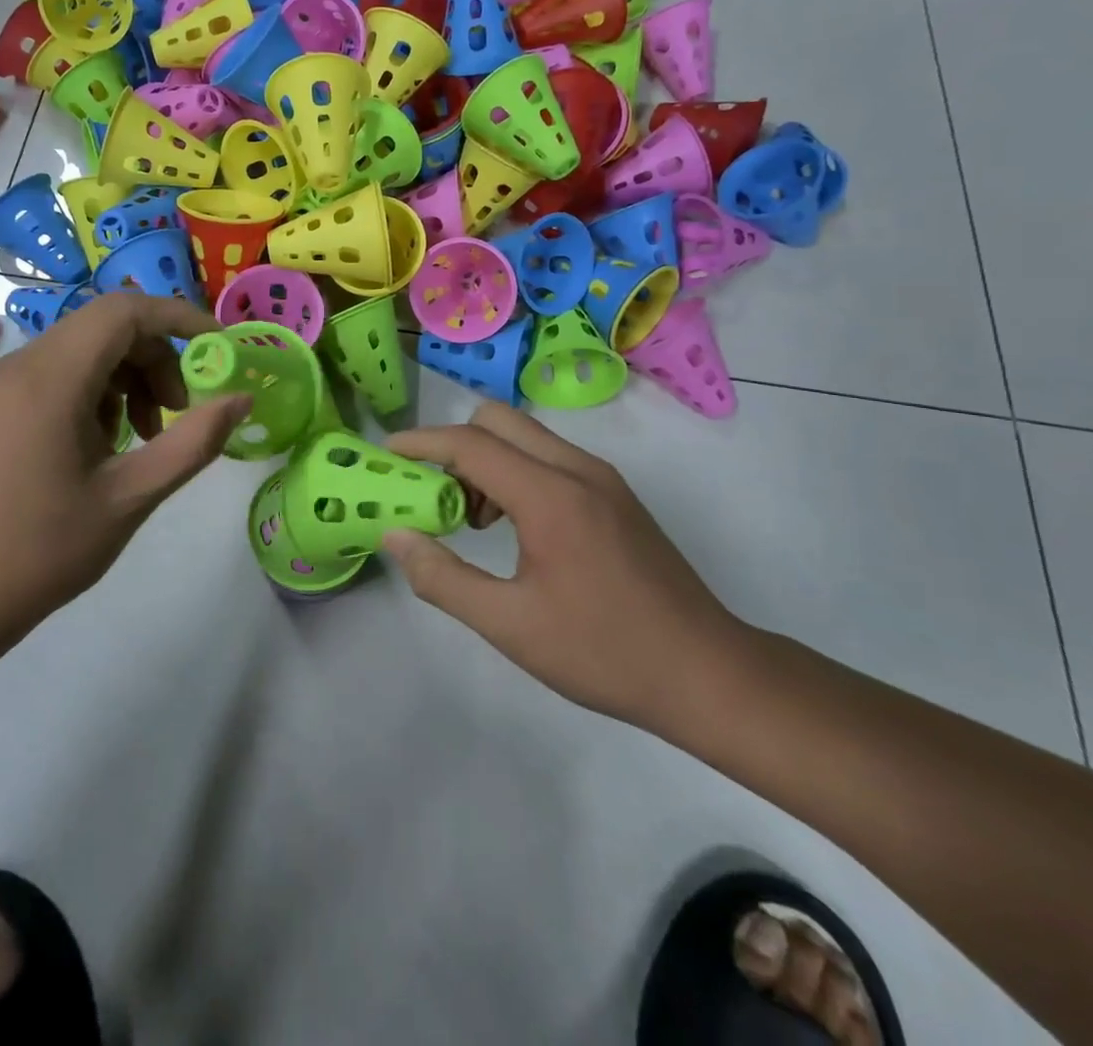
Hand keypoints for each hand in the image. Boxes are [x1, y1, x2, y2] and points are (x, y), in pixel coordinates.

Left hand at [0, 293, 249, 626]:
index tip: (220, 349)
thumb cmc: (48, 549)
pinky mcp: (1, 400)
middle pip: (109, 326)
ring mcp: (5, 380)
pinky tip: (109, 440)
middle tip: (180, 413)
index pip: (125, 311)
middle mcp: (22, 363)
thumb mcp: (133, 496)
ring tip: (146, 435)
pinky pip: (65, 369)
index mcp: (50, 380)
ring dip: (132, 376)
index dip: (180, 318)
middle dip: (158, 358)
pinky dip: (102, 389)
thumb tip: (242, 399)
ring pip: (89, 346)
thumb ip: (194, 442)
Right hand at [385, 402, 748, 732]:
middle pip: (497, 420)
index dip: (420, 443)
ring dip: (487, 460)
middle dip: (454, 446)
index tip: (385, 453)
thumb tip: (396, 536)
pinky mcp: (615, 494)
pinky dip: (517, 472)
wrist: (707, 673)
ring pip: (525, 436)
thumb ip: (443, 578)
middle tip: (436, 496)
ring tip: (475, 523)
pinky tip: (516, 529)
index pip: (469, 444)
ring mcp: (602, 478)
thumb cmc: (603, 651)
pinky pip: (550, 457)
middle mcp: (577, 469)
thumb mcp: (510, 626)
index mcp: (550, 495)